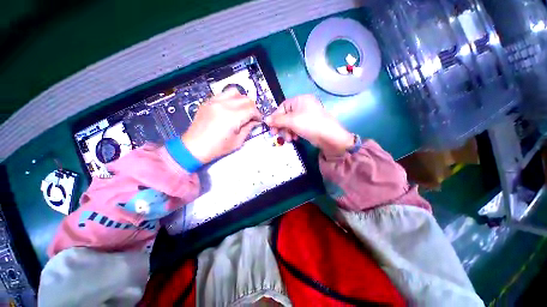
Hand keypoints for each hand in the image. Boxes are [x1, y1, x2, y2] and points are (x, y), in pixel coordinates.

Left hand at [182, 89, 261, 162]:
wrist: (194, 147)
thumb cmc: (217, 148)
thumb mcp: (237, 141)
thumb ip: (248, 128)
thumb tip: (255, 121)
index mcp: (232, 117)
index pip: (252, 109)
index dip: (258, 115)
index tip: (258, 120)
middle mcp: (224, 105)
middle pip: (245, 99)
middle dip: (252, 108)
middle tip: (252, 117)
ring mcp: (214, 101)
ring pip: (235, 92)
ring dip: (242, 100)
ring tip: (242, 110)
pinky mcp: (208, 101)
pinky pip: (223, 94)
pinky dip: (231, 98)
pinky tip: (231, 108)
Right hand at [265, 95, 354, 155]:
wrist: (329, 137)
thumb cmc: (309, 124)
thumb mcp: (291, 121)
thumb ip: (277, 120)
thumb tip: (265, 120)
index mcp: (300, 100)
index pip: (283, 106)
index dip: (276, 117)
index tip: (271, 126)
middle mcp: (303, 106)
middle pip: (286, 116)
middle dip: (282, 126)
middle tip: (276, 135)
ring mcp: (307, 116)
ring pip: (291, 123)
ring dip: (287, 131)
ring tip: (289, 139)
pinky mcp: (309, 125)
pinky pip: (297, 127)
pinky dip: (294, 133)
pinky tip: (295, 139)